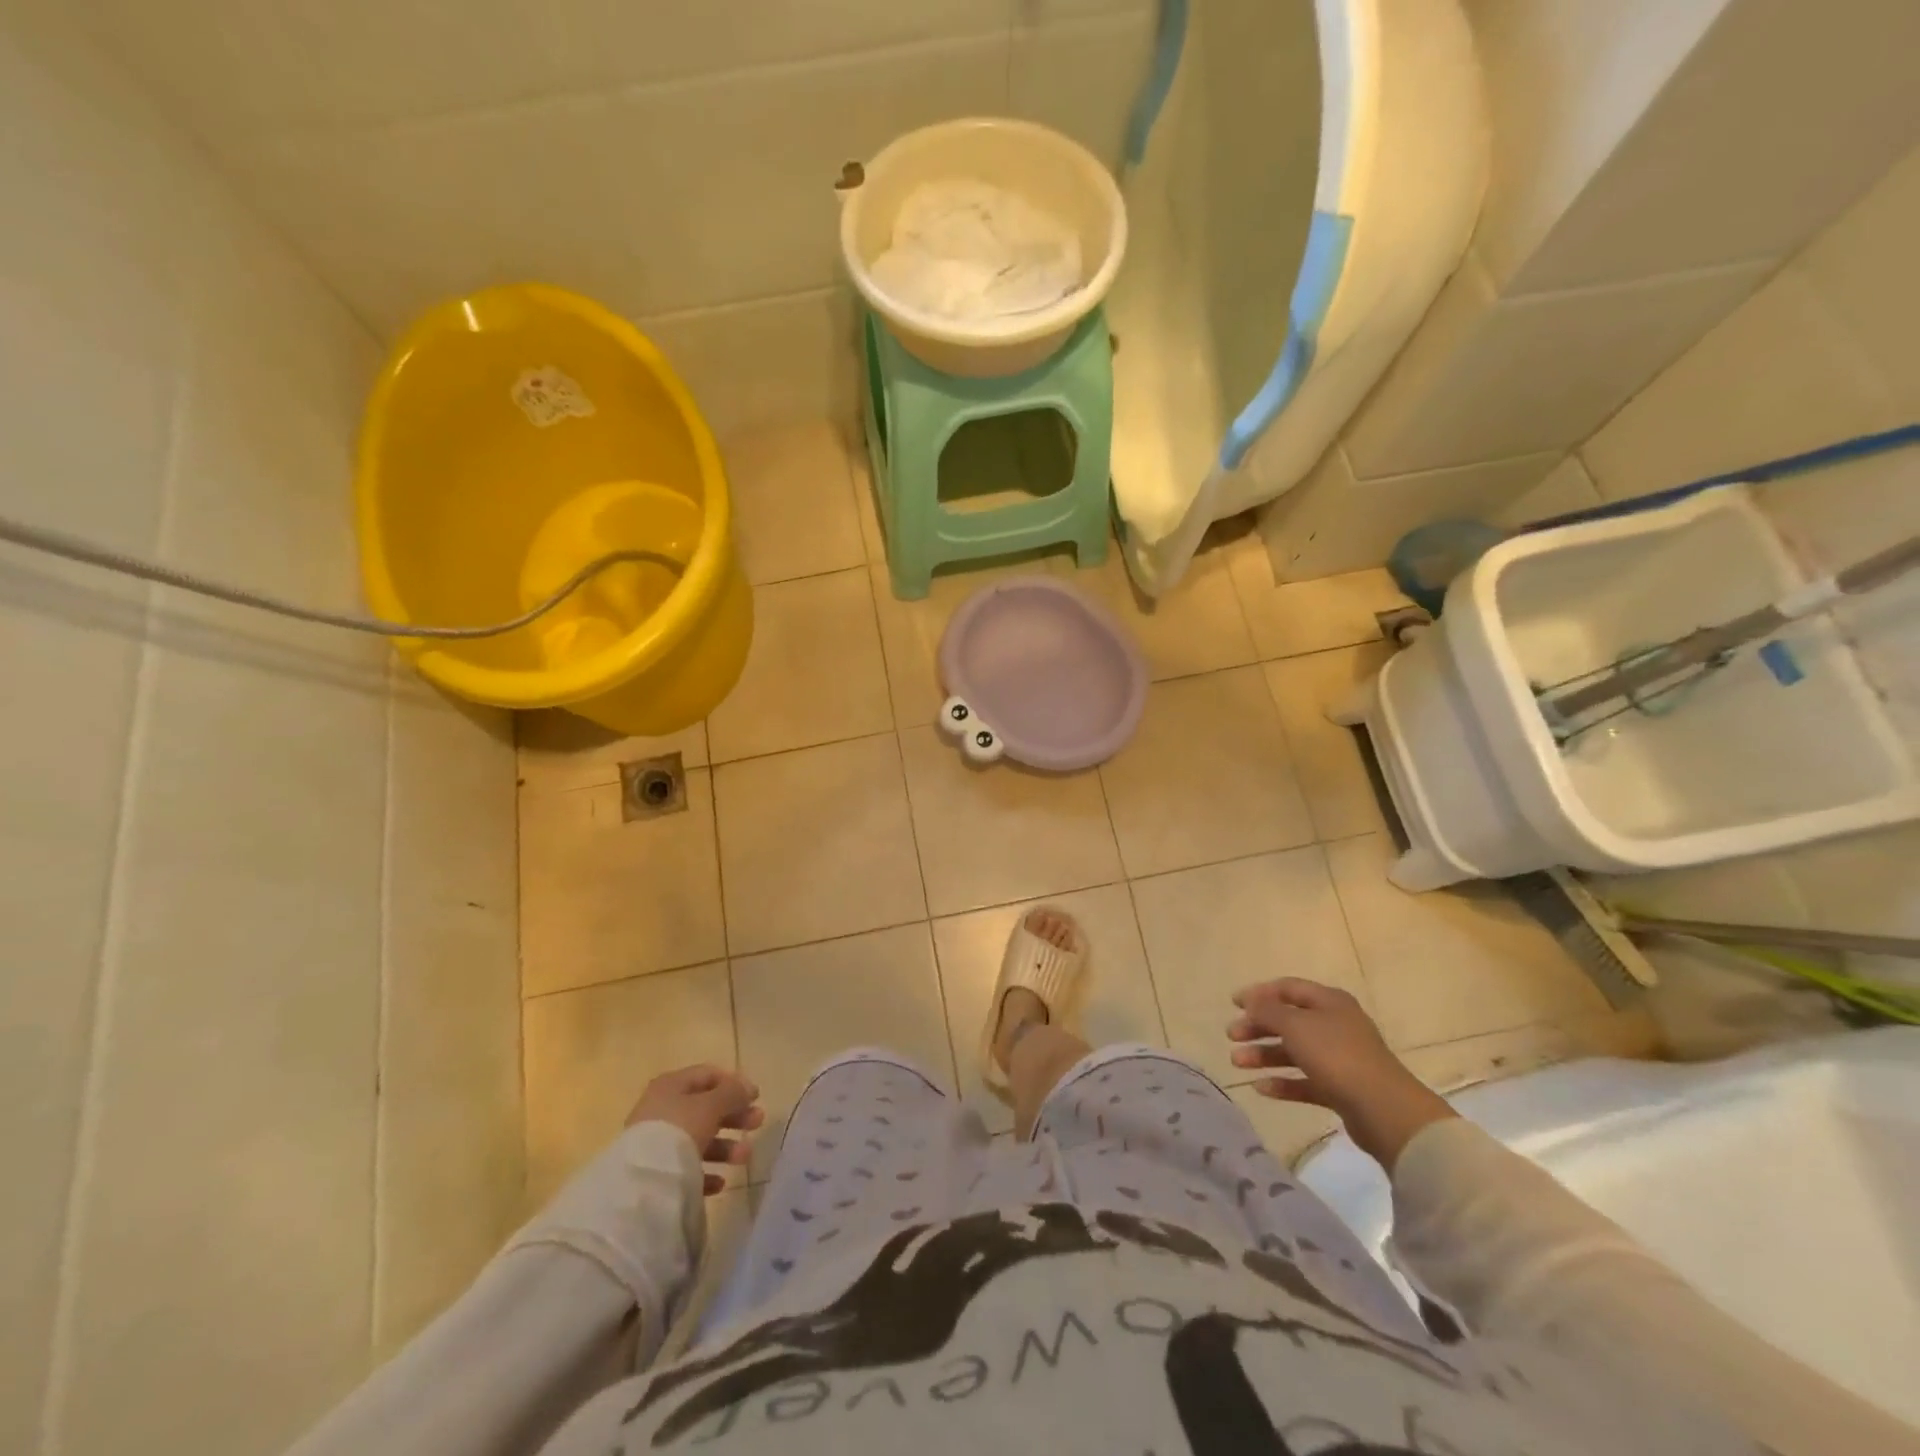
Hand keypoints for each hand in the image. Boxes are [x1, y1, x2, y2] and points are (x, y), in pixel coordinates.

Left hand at [626, 1066, 765, 1194]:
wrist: (643, 1182)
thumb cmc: (680, 1130)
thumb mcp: (712, 1105)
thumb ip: (733, 1093)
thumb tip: (747, 1087)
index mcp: (671, 1085)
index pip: (707, 1075)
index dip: (734, 1082)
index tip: (756, 1096)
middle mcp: (662, 1109)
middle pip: (705, 1108)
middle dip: (734, 1115)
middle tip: (758, 1122)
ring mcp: (656, 1142)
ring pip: (698, 1138)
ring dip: (725, 1146)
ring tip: (745, 1157)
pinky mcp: (656, 1171)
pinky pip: (687, 1167)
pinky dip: (706, 1171)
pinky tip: (720, 1182)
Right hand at [1228, 978, 1454, 1169]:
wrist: (1384, 1110)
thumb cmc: (1336, 1055)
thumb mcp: (1295, 1024)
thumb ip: (1268, 1011)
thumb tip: (1251, 1002)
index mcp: (1329, 1002)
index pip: (1288, 988)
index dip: (1259, 993)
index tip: (1232, 1003)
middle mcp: (1335, 1025)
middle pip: (1289, 1020)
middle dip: (1258, 1026)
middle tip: (1232, 1035)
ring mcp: (1340, 1058)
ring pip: (1294, 1051)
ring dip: (1264, 1055)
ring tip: (1237, 1063)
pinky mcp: (1341, 1089)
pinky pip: (1305, 1081)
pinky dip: (1283, 1083)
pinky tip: (1260, 1088)